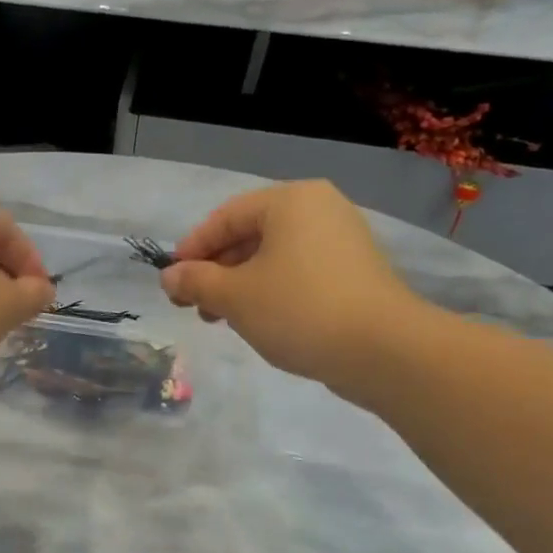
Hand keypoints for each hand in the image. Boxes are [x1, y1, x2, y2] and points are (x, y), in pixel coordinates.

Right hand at [161, 180, 434, 393]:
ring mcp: (342, 240)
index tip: (171, 282)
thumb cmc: (299, 310)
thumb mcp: (235, 296)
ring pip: (274, 257)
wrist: (383, 350)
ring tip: (222, 319)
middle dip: (216, 271)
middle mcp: (319, 210)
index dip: (192, 249)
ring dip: (240, 285)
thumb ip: (196, 282)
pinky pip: (299, 272)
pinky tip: (259, 321)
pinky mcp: (355, 272)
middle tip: (194, 306)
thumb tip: (169, 277)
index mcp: (290, 201)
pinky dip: (271, 291)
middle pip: (250, 235)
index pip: (225, 217)